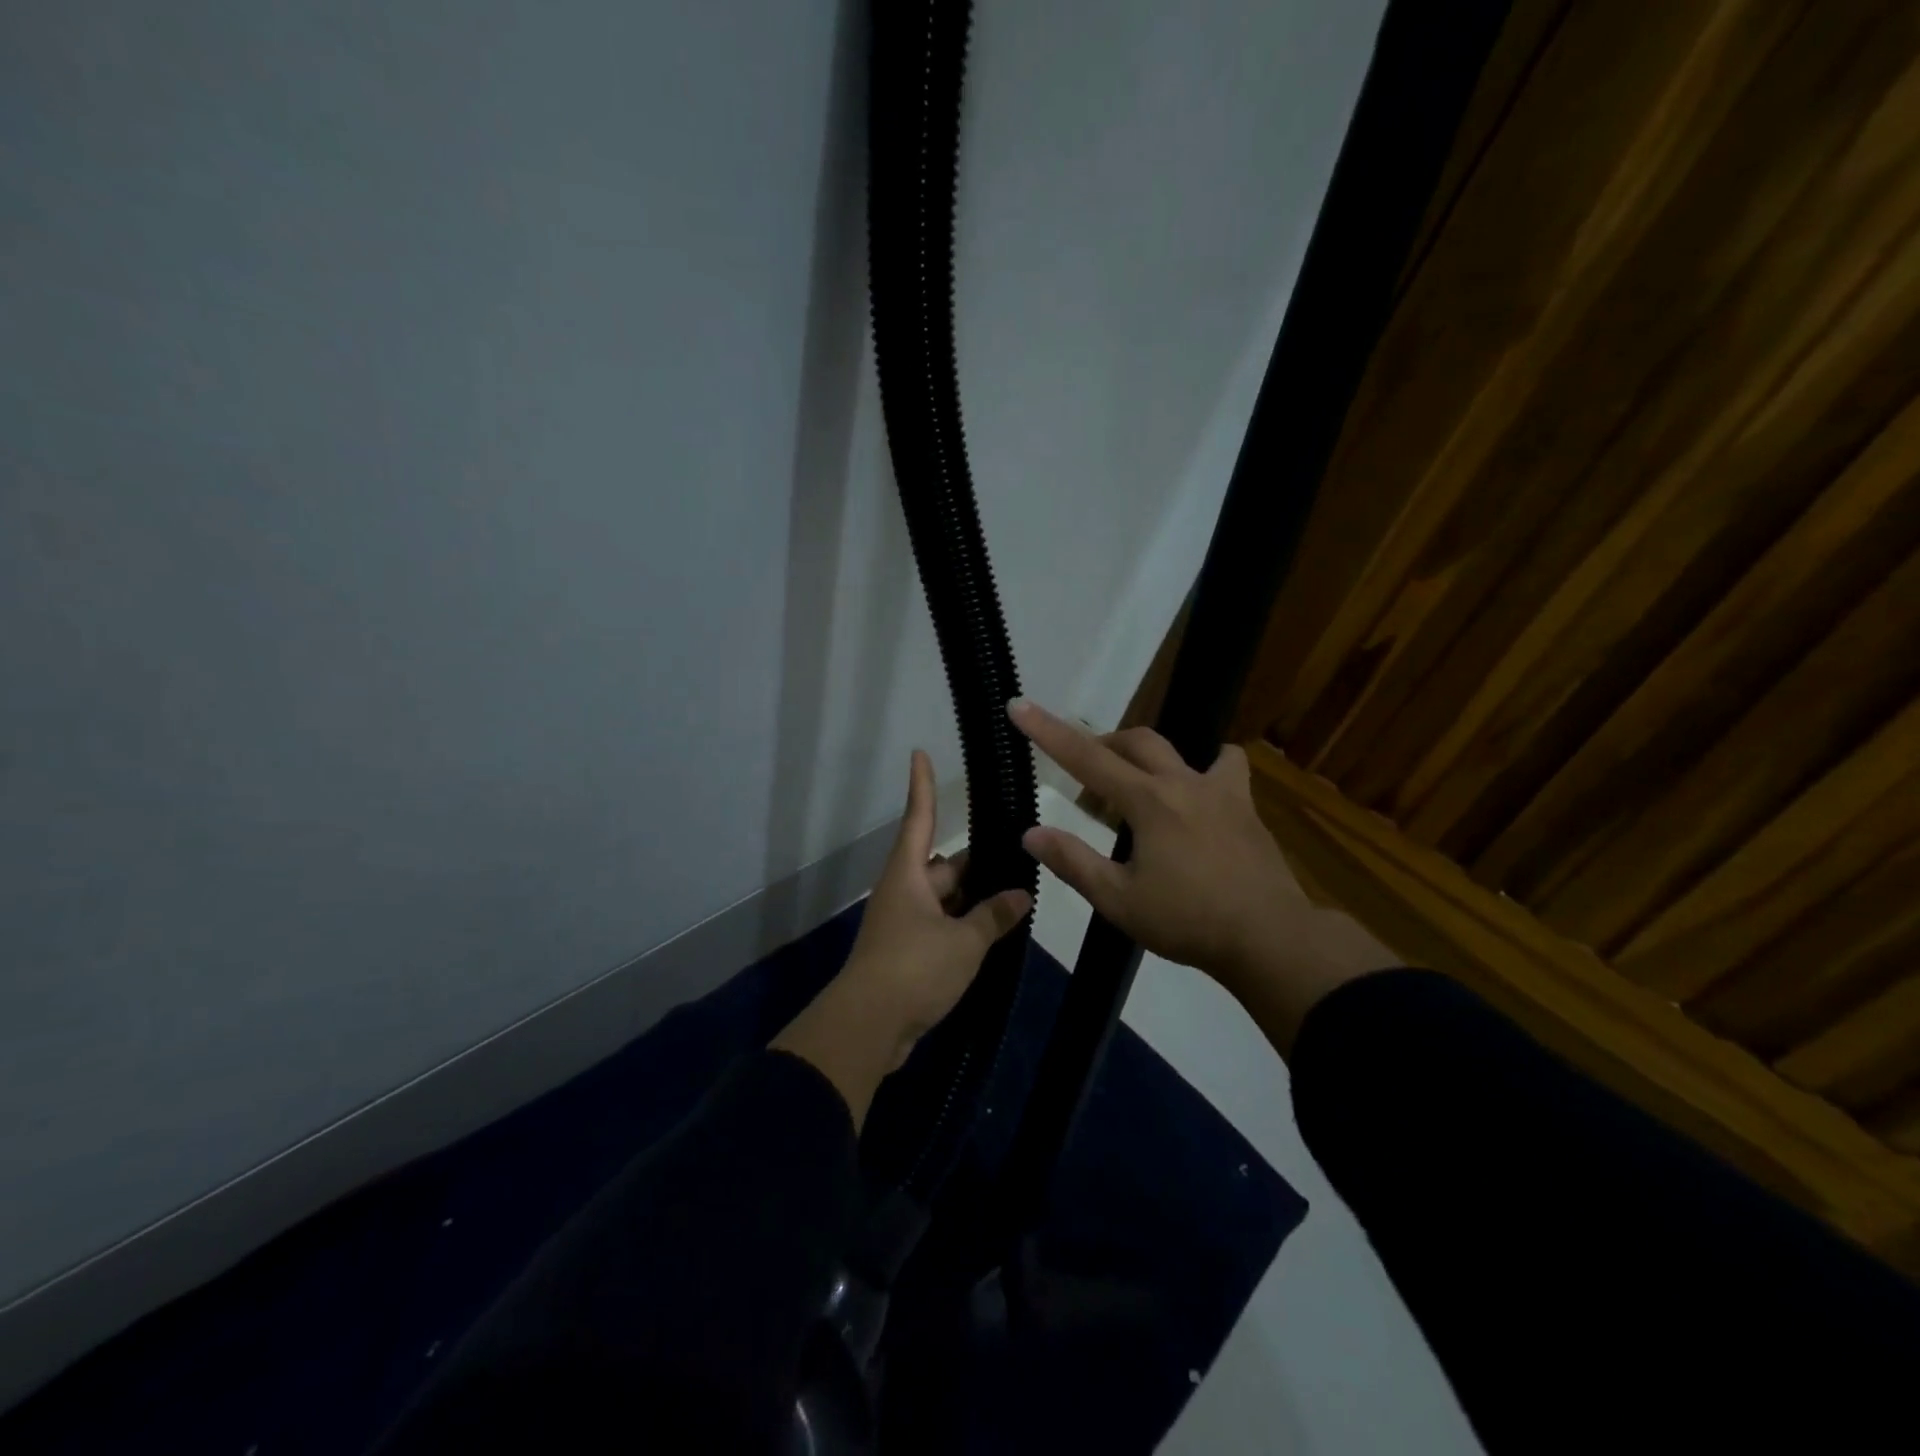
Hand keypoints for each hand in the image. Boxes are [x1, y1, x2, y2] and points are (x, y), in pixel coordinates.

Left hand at [771, 749, 1031, 1125]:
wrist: (869, 1027)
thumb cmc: (913, 968)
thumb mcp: (963, 942)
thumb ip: (993, 917)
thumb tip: (1020, 896)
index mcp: (908, 875)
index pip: (918, 818)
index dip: (922, 786)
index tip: (919, 753)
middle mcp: (904, 892)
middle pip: (943, 866)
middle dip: (976, 863)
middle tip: (1017, 854)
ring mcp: (904, 924)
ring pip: (945, 899)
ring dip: (974, 900)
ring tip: (1017, 895)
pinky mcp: (908, 953)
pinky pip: (942, 928)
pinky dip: (965, 927)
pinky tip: (995, 933)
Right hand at [1006, 698, 1394, 1053]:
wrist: (1269, 937)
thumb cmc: (1188, 921)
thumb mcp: (1119, 901)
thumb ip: (1073, 863)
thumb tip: (1030, 833)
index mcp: (1147, 802)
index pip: (1086, 757)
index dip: (1048, 731)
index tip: (1019, 705)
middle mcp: (1181, 782)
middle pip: (1133, 742)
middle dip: (1100, 746)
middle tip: (1084, 780)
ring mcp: (1219, 790)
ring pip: (1175, 748)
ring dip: (1144, 755)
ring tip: (1134, 785)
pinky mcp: (1244, 805)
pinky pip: (1225, 766)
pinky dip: (1206, 765)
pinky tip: (1198, 788)